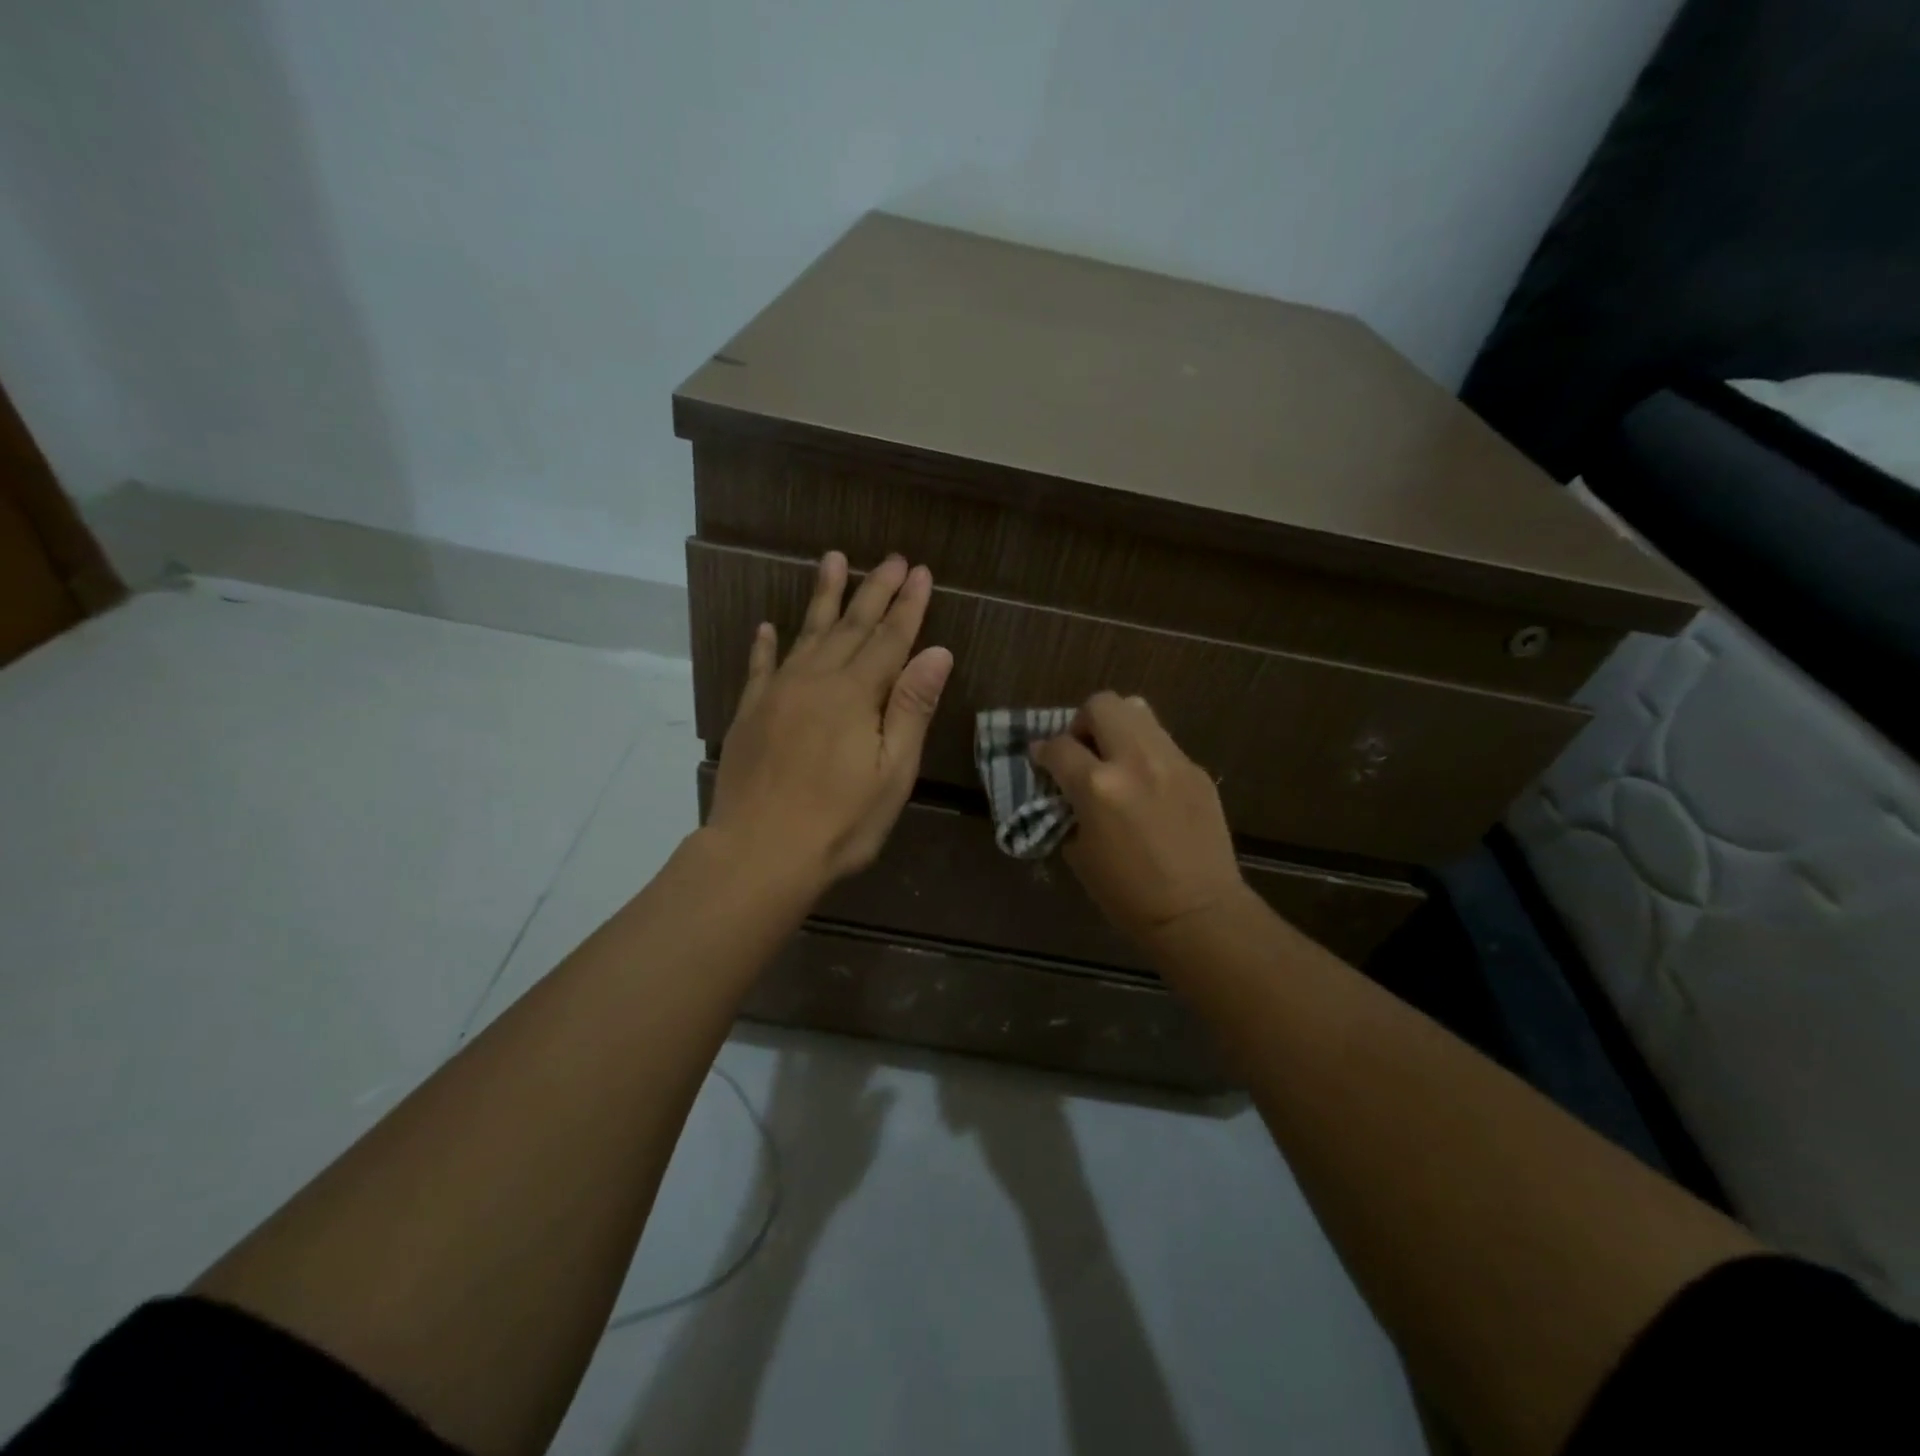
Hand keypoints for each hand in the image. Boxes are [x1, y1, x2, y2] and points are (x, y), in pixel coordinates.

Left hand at [706, 551, 953, 886]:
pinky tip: (768, 626)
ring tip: (833, 560)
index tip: (920, 572)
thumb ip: (911, 707)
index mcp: (856, 694)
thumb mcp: (893, 773)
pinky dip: (766, 644)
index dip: (908, 606)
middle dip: (874, 590)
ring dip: (824, 597)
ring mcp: (777, 693)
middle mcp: (816, 680)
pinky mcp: (750, 712)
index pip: (890, 639)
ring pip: (806, 634)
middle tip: (891, 558)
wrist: (758, 853)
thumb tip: (937, 652)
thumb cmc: (839, 821)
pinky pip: (760, 667)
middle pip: (851, 626)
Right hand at [1032, 692, 1246, 948]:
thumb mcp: (1079, 853)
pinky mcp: (1196, 770)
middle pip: (1102, 705)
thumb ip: (1068, 808)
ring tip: (1114, 759)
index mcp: (1098, 786)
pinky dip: (1144, 752)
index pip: (1058, 746)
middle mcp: (1135, 760)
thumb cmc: (1127, 895)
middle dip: (1082, 723)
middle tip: (1082, 752)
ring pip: (1137, 710)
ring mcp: (1172, 761)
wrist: (1198, 912)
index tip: (1041, 760)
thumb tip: (1063, 786)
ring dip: (1116, 728)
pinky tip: (1146, 784)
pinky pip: (1163, 742)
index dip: (1043, 752)